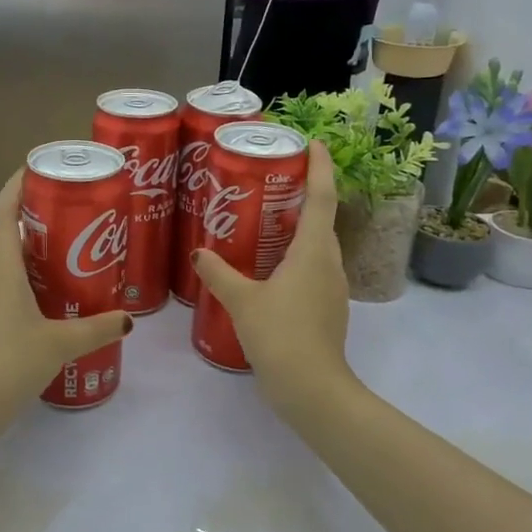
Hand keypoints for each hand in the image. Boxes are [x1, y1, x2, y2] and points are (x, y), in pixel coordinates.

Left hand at [0, 170, 132, 412]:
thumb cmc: (8, 363)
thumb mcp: (60, 343)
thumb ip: (96, 329)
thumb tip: (128, 319)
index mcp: (2, 269)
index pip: (3, 213)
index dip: (16, 186)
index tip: (38, 168)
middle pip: (12, 236)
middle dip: (42, 220)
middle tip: (79, 215)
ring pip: (14, 266)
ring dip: (41, 256)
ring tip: (80, 256)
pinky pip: (14, 292)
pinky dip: (36, 286)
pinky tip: (63, 302)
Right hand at [191, 139, 354, 406]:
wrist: (312, 389)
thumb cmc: (280, 334)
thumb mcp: (241, 300)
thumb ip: (219, 273)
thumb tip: (199, 252)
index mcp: (313, 251)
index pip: (323, 197)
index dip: (320, 167)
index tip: (314, 143)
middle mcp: (329, 263)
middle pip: (322, 218)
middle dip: (304, 194)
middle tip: (272, 181)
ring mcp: (332, 288)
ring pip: (317, 245)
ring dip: (298, 228)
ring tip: (265, 220)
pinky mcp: (327, 308)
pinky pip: (313, 268)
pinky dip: (295, 256)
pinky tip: (268, 267)